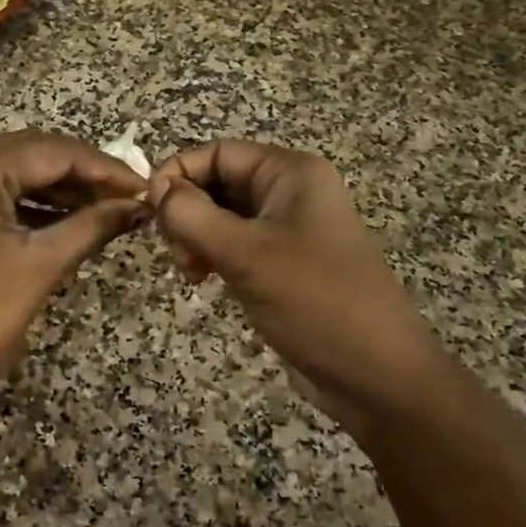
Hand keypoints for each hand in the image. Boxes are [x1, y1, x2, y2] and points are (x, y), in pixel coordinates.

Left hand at [0, 129, 146, 431]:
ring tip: (103, 209)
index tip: (142, 186)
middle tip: (126, 196)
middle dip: (79, 174)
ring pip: (4, 170)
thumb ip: (91, 225)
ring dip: (52, 188)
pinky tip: (62, 217)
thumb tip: (135, 206)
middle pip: (25, 153)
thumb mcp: (39, 268)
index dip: (102, 168)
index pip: (49, 152)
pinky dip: (21, 202)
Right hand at [147, 140, 448, 432]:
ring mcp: (287, 230)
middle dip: (186, 210)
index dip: (178, 173)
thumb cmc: (314, 301)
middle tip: (176, 251)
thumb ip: (192, 215)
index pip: (218, 152)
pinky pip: (234, 245)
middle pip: (218, 182)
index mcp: (290, 174)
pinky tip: (202, 279)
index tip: (149, 211)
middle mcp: (289, 193)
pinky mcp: (282, 264)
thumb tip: (154, 187)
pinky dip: (211, 256)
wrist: (376, 374)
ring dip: (195, 237)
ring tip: (190, 271)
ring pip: (221, 216)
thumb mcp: (246, 253)